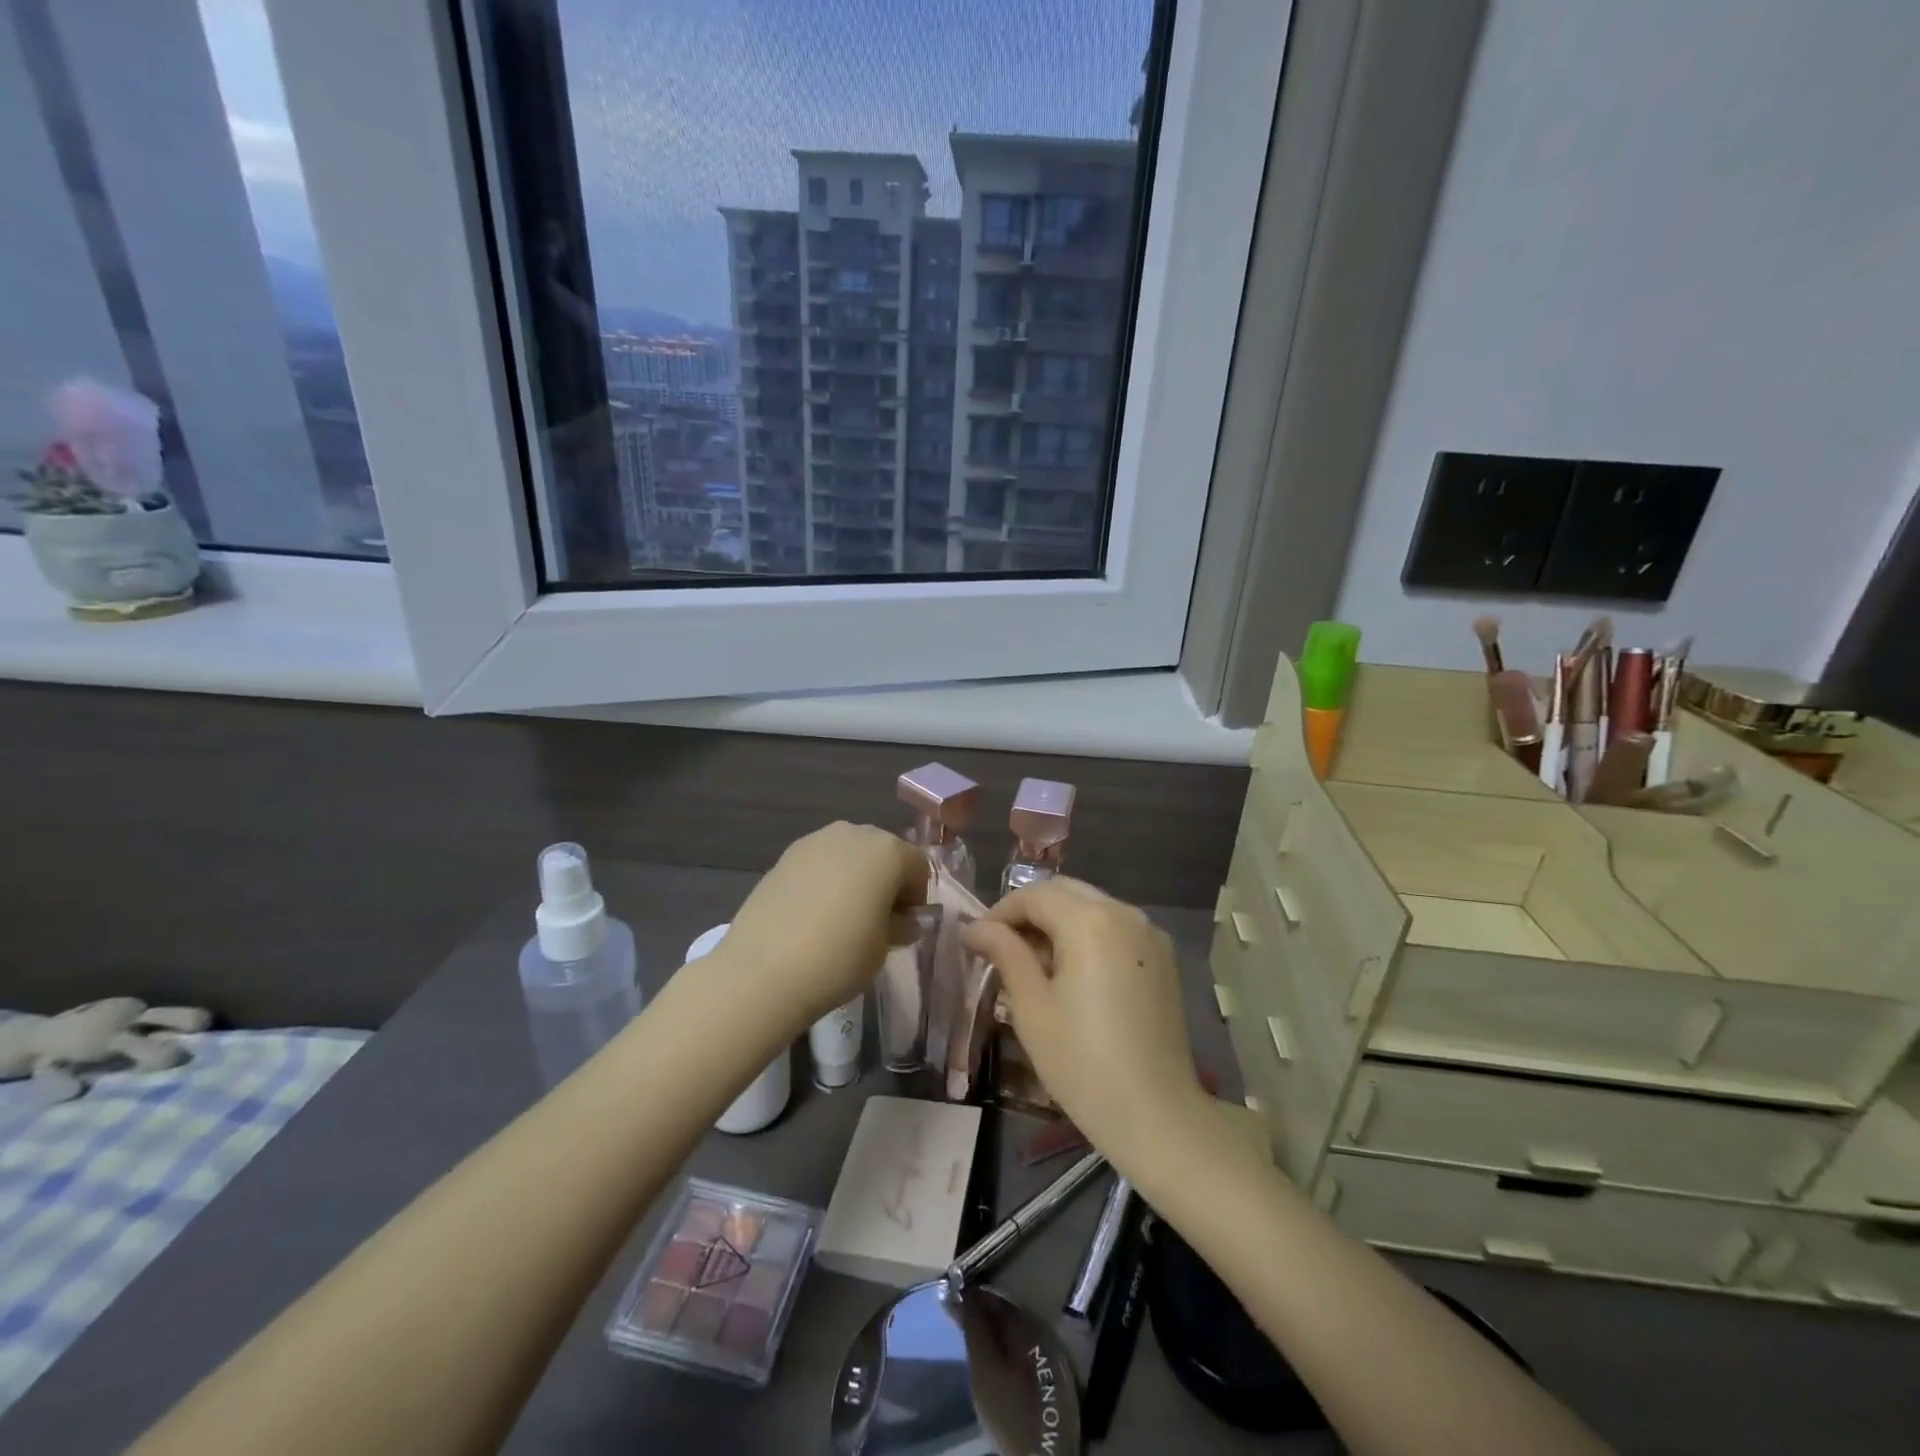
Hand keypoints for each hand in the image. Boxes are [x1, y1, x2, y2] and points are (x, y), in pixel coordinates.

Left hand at [712, 822, 928, 1026]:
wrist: (763, 970)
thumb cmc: (839, 958)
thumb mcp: (883, 948)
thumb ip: (899, 926)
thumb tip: (901, 920)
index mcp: (888, 852)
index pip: (918, 866)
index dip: (917, 896)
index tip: (906, 925)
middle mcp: (854, 834)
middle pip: (882, 852)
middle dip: (887, 880)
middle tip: (879, 919)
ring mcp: (815, 841)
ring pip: (849, 853)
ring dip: (855, 877)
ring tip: (844, 916)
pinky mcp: (785, 856)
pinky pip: (820, 862)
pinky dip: (826, 880)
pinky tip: (815, 914)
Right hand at [963, 879, 1211, 1179]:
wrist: (1157, 1115)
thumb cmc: (1082, 1062)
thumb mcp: (1031, 1006)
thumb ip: (1005, 953)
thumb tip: (975, 927)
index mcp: (1091, 921)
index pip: (1035, 895)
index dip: (1001, 912)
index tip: (978, 940)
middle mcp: (1125, 913)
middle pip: (1065, 892)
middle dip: (1030, 912)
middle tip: (1001, 948)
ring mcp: (1149, 934)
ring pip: (1092, 907)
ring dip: (1058, 922)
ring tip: (1033, 963)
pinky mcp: (1162, 958)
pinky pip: (1115, 928)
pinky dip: (1087, 935)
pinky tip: (1072, 973)